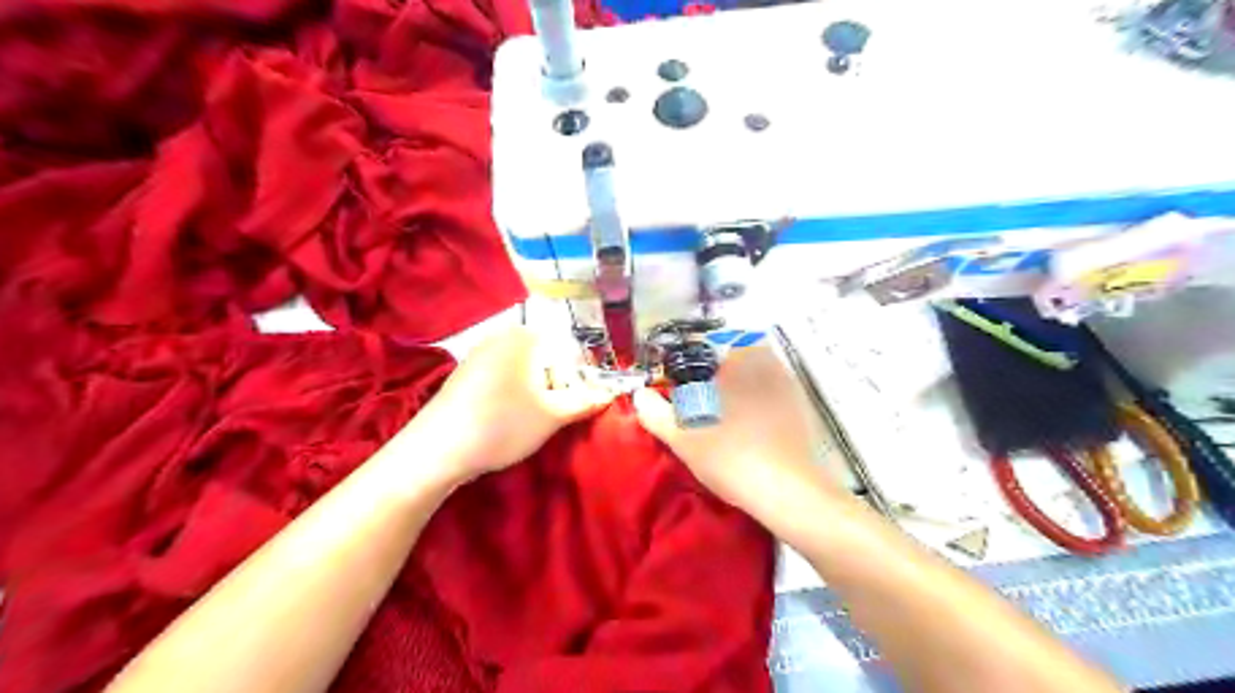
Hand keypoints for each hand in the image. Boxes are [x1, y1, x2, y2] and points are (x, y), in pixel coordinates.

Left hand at [410, 325, 617, 480]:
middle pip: (546, 360)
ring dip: (535, 395)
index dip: (577, 381)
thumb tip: (609, 394)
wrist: (438, 449)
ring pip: (525, 371)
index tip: (572, 408)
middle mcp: (502, 336)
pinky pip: (502, 378)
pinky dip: (512, 396)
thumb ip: (585, 402)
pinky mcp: (465, 373)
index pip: (569, 352)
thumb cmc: (504, 425)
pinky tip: (505, 421)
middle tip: (550, 418)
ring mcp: (480, 353)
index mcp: (526, 336)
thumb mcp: (553, 415)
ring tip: (528, 423)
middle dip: (555, 388)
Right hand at [630, 344, 845, 529]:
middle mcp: (767, 363)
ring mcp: (788, 385)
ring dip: (740, 386)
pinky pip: (773, 393)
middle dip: (718, 372)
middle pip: (735, 356)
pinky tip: (750, 428)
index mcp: (737, 361)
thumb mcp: (682, 437)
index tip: (685, 382)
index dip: (694, 359)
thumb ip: (656, 413)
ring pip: (756, 374)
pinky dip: (759, 402)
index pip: (711, 342)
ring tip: (723, 416)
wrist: (787, 491)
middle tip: (701, 401)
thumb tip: (640, 395)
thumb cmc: (729, 455)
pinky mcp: (801, 407)